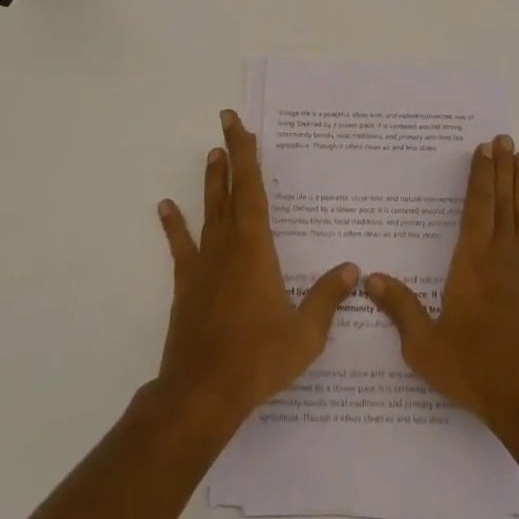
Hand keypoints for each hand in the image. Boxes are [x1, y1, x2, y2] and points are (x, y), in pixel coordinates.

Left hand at [155, 110, 359, 433]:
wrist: (201, 394)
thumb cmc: (258, 359)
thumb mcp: (306, 334)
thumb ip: (327, 298)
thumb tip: (353, 269)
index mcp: (256, 247)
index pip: (251, 188)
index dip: (245, 154)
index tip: (238, 124)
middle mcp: (227, 245)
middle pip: (229, 189)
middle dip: (230, 155)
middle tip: (227, 124)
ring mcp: (203, 263)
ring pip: (208, 211)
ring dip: (211, 182)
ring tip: (211, 155)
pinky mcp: (187, 284)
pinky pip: (181, 245)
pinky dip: (174, 225)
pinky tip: (165, 207)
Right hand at [365, 136, 518, 434]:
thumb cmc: (475, 370)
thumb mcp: (425, 346)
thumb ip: (400, 308)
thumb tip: (369, 278)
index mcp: (471, 263)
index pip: (476, 208)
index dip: (480, 176)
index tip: (484, 149)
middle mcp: (503, 257)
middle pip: (503, 203)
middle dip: (503, 169)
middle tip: (505, 139)